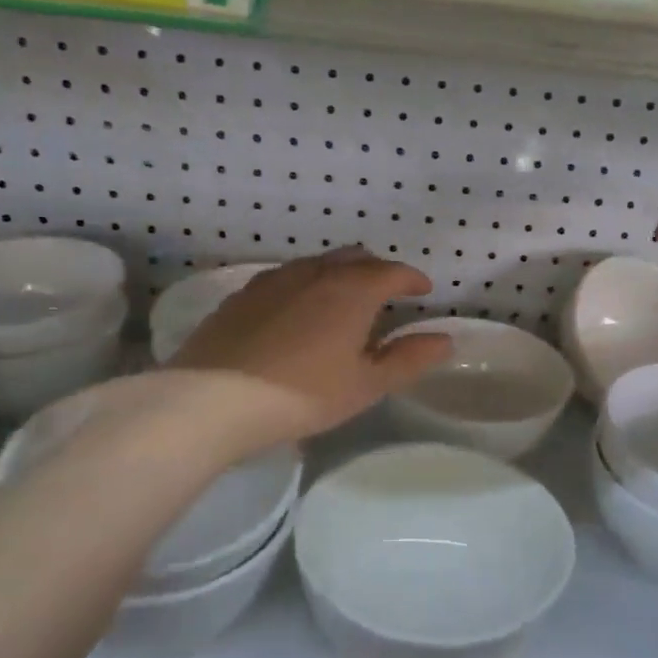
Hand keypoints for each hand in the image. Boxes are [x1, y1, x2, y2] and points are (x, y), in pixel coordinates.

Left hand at [165, 248, 452, 448]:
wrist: (213, 400)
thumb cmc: (303, 393)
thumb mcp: (366, 384)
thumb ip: (409, 359)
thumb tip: (444, 340)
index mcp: (352, 290)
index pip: (393, 271)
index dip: (413, 279)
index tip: (423, 291)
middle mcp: (315, 272)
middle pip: (355, 258)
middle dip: (377, 270)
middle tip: (386, 294)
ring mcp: (274, 280)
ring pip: (317, 263)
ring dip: (339, 274)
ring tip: (342, 301)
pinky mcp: (242, 295)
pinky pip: (285, 277)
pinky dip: (305, 285)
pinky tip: (297, 311)